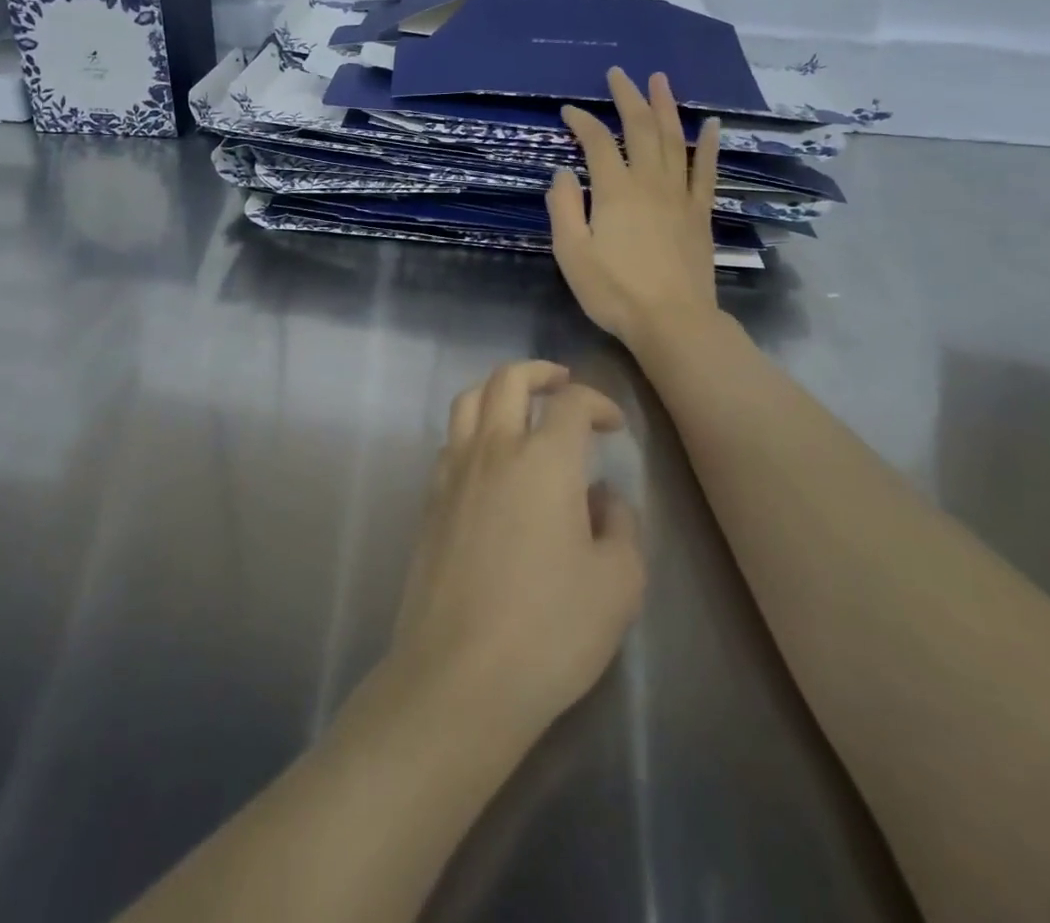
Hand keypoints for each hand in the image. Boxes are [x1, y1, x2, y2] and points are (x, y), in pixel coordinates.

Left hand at [390, 361, 645, 747]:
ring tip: (520, 407)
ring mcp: (453, 472)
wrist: (461, 675)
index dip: (598, 402)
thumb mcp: (618, 583)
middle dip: (540, 372)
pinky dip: (472, 430)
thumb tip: (601, 496)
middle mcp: (494, 450)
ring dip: (497, 391)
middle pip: (508, 380)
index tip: (613, 425)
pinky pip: (449, 441)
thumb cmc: (551, 630)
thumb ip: (619, 525)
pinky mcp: (430, 501)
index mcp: (545, 460)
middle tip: (562, 384)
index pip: (572, 403)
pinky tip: (489, 461)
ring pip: (468, 400)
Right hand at [547, 68, 721, 347]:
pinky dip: (709, 144)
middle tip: (619, 74)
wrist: (673, 321)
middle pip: (640, 128)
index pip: (597, 142)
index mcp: (615, 191)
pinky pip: (706, 170)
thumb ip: (565, 208)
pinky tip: (711, 123)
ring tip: (660, 80)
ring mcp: (680, 195)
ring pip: (674, 139)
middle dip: (627, 98)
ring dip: (666, 107)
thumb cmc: (614, 291)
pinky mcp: (700, 212)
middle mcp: (649, 182)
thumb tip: (563, 172)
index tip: (568, 111)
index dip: (582, 122)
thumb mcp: (572, 254)